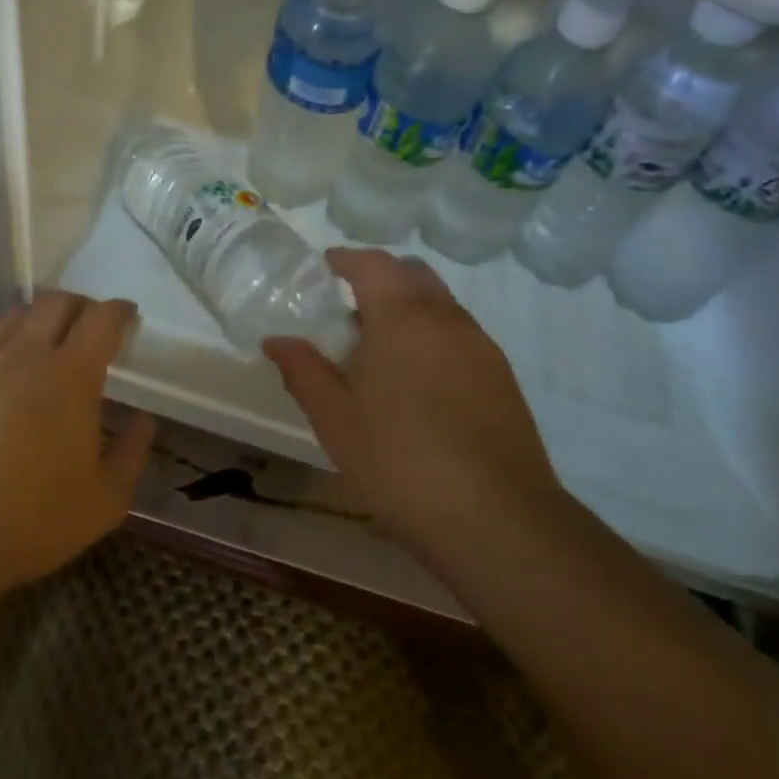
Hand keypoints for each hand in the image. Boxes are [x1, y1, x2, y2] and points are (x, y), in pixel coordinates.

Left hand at [0, 290, 154, 604]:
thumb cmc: (31, 520)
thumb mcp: (104, 501)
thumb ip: (131, 454)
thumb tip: (143, 420)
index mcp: (70, 375)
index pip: (101, 318)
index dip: (119, 310)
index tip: (128, 315)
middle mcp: (25, 356)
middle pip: (56, 302)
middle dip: (80, 305)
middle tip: (90, 325)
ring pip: (14, 317)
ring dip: (38, 318)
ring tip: (46, 341)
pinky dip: (4, 349)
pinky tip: (4, 381)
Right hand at [264, 248, 565, 561]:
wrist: (498, 520)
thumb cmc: (401, 462)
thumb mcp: (336, 420)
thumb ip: (304, 372)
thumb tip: (276, 341)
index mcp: (402, 317)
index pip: (374, 264)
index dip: (347, 258)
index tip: (326, 265)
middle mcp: (446, 318)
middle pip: (413, 273)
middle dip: (381, 275)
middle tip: (351, 301)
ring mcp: (481, 346)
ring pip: (441, 303)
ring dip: (410, 306)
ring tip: (381, 344)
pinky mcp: (502, 377)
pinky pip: (461, 334)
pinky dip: (434, 334)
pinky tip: (419, 378)